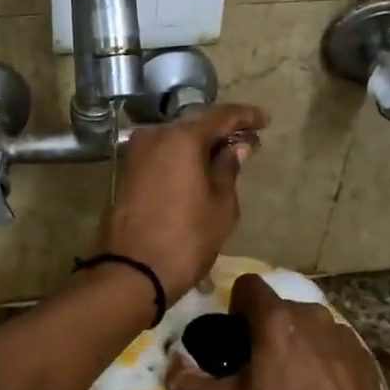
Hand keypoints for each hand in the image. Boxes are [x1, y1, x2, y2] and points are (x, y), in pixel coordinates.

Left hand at [96, 103, 267, 299]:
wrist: (131, 272)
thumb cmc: (186, 239)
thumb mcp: (221, 206)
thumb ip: (228, 170)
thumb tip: (236, 148)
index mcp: (181, 138)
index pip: (220, 116)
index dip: (245, 116)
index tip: (264, 121)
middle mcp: (154, 137)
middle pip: (193, 126)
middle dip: (220, 133)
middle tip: (244, 144)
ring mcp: (135, 155)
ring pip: (174, 142)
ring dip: (198, 148)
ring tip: (223, 160)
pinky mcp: (125, 175)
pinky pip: (160, 157)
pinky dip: (180, 161)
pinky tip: (196, 173)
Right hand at [164, 273, 389, 389]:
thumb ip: (193, 384)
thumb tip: (168, 367)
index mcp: (276, 322)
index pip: (248, 285)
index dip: (235, 306)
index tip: (233, 339)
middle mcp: (312, 316)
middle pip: (278, 308)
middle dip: (263, 329)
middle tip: (255, 368)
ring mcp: (343, 335)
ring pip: (307, 325)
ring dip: (293, 342)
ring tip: (289, 383)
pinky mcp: (365, 356)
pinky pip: (331, 344)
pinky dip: (320, 358)